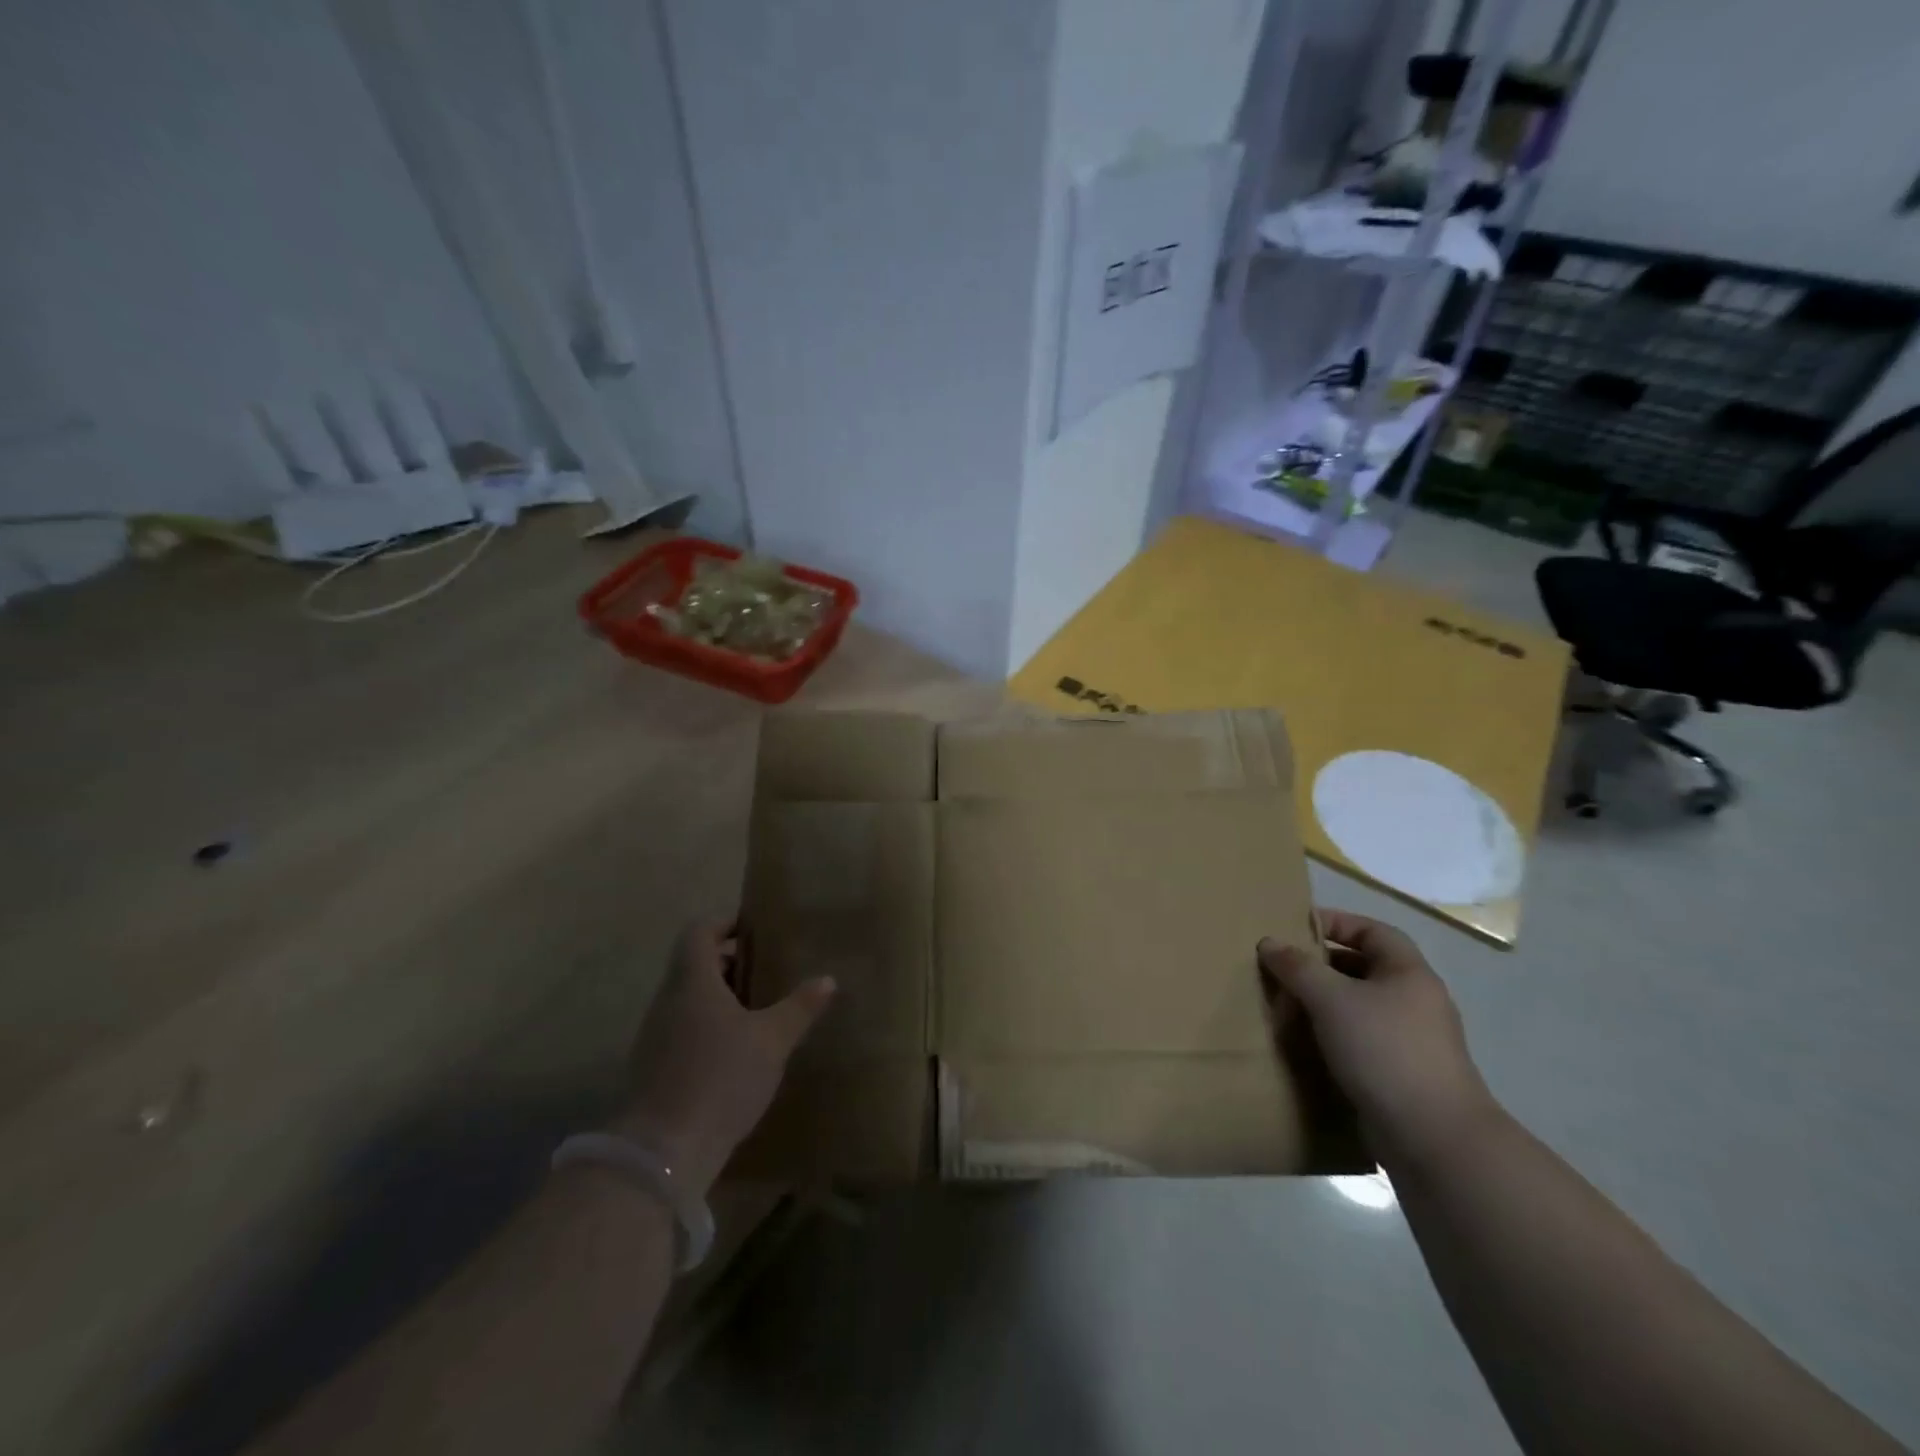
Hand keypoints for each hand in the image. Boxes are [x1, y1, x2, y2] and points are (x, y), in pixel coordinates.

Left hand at [615, 921, 835, 1195]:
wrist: (664, 1151)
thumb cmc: (722, 1077)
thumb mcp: (772, 1040)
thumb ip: (800, 1007)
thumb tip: (828, 979)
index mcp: (693, 981)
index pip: (699, 932)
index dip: (724, 923)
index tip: (753, 930)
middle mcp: (668, 1000)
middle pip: (693, 965)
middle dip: (729, 963)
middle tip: (766, 971)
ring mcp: (655, 1035)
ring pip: (688, 999)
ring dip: (719, 997)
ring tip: (756, 1012)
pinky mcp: (653, 1068)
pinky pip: (682, 1029)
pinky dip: (707, 1027)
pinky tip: (734, 1052)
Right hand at [1258, 909, 1499, 1173]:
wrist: (1433, 1137)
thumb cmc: (1383, 1050)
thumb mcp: (1331, 999)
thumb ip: (1297, 966)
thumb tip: (1269, 943)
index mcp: (1409, 973)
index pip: (1372, 931)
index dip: (1335, 922)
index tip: (1295, 928)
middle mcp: (1416, 1000)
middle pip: (1364, 968)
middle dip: (1322, 965)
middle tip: (1283, 969)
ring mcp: (1413, 1040)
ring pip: (1360, 1006)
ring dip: (1325, 1003)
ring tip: (1287, 1006)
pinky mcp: (1403, 1073)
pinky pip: (1362, 1039)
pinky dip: (1334, 1035)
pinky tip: (1307, 1044)